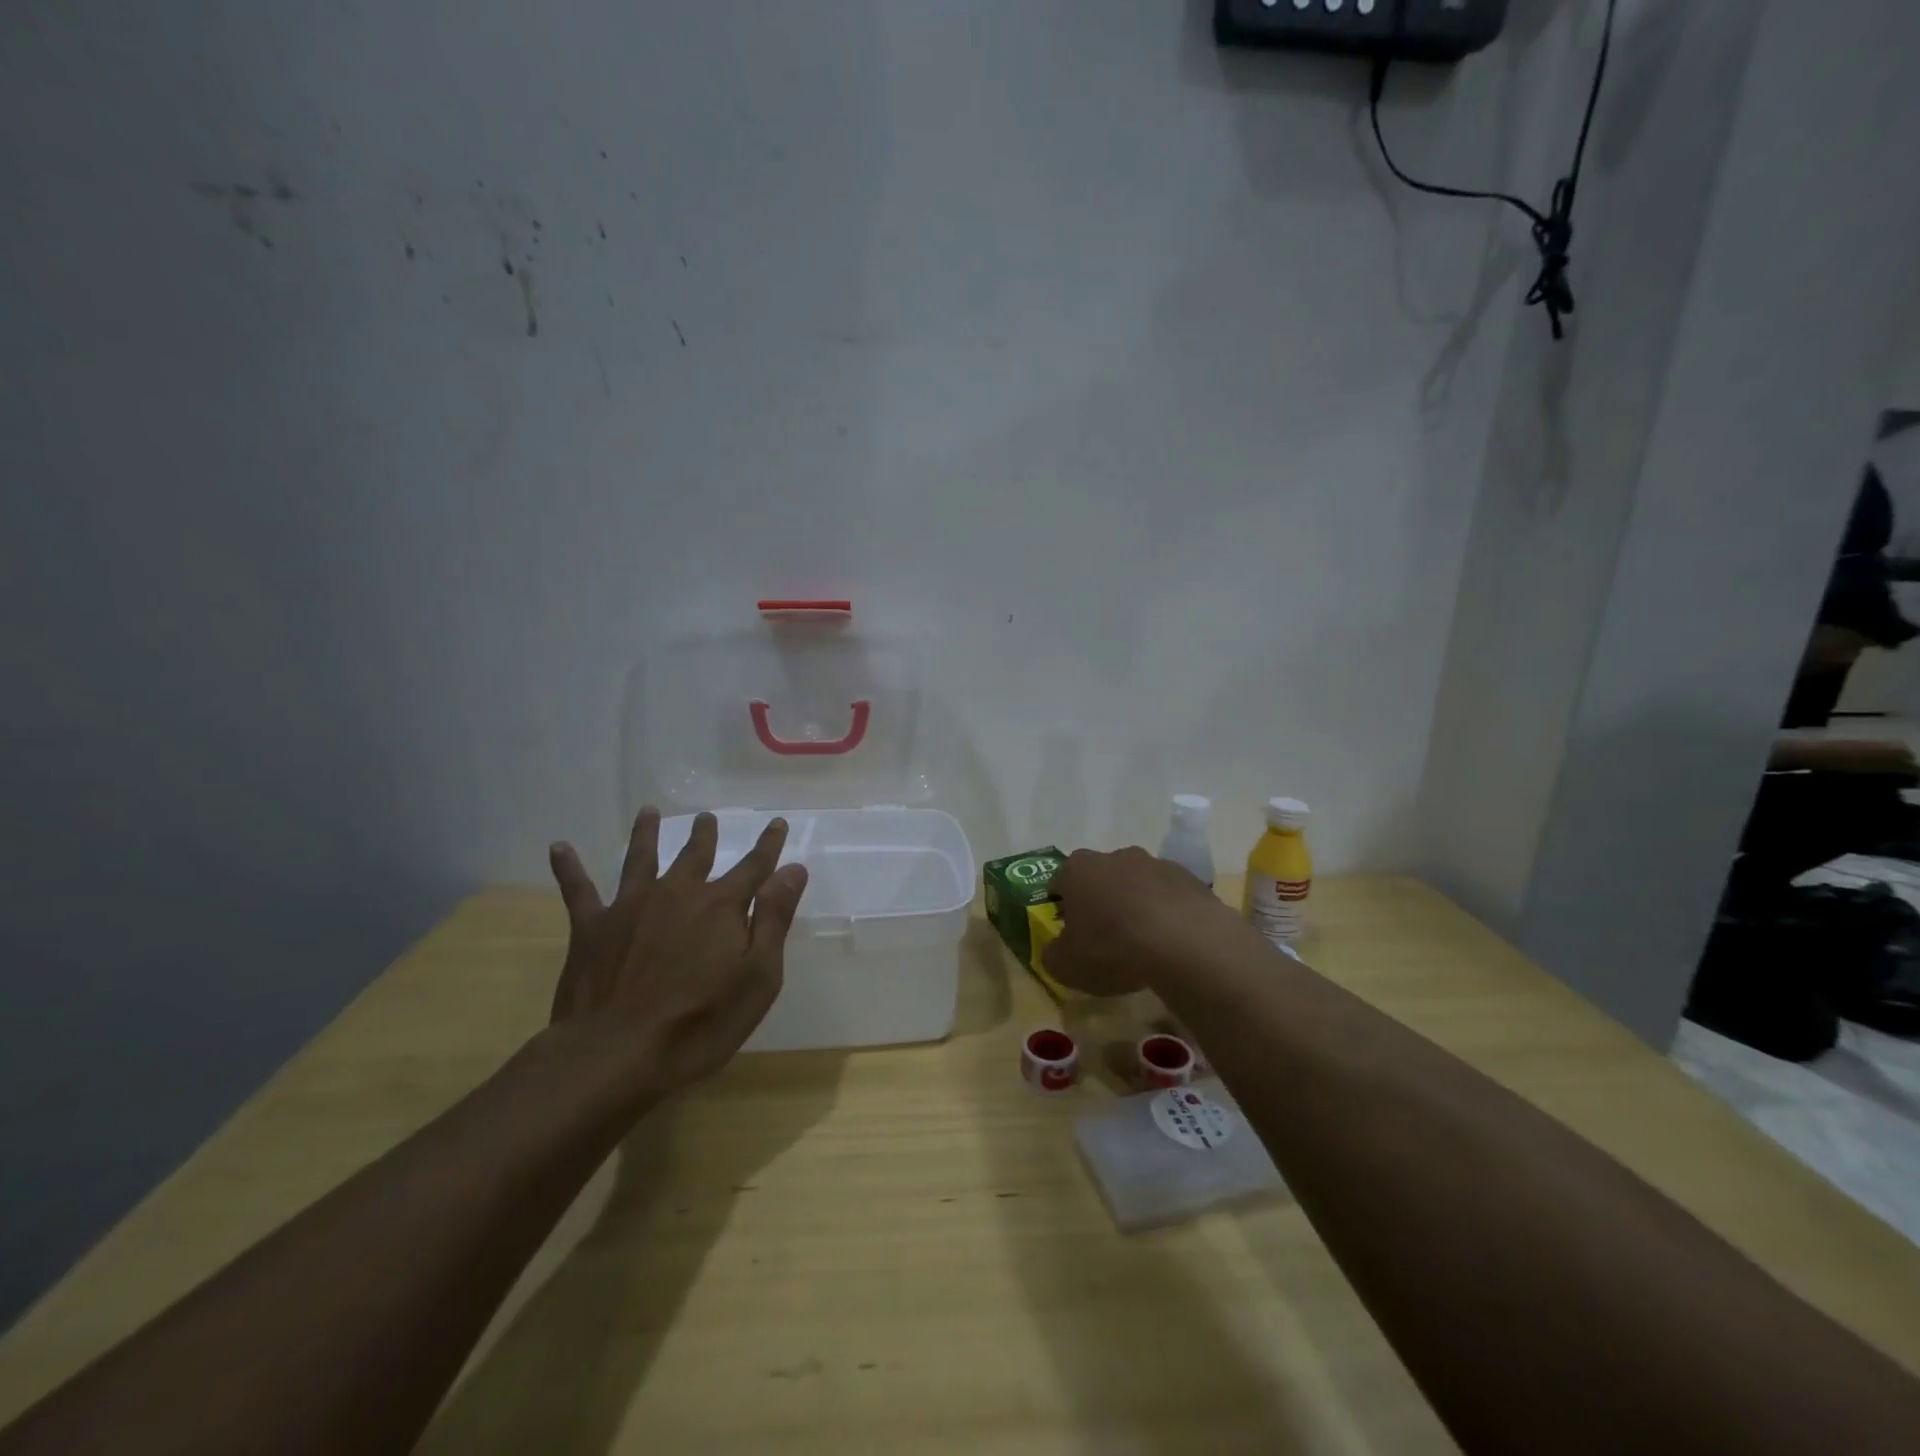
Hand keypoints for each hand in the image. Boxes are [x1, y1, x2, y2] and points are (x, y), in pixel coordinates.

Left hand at [546, 808, 808, 1091]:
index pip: (753, 867)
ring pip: (641, 858)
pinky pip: (578, 890)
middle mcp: (677, 893)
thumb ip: (775, 919)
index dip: (768, 845)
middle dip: (705, 835)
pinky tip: (559, 847)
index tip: (777, 823)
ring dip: (646, 834)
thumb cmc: (700, 1023)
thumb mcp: (758, 977)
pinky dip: (569, 867)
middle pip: (695, 855)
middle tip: (707, 817)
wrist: (616, 1054)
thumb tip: (794, 869)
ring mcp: (631, 906)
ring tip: (649, 811)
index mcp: (721, 906)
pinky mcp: (592, 928)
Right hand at [1046, 845, 1239, 996]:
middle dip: (1100, 900)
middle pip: (1100, 876)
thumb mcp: (1066, 966)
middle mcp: (1115, 857)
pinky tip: (1171, 941)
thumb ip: (1053, 954)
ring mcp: (1155, 863)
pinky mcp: (1190, 878)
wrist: (1186, 944)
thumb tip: (1057, 949)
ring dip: (1135, 904)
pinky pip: (1169, 895)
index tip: (1068, 930)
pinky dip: (1166, 912)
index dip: (1061, 905)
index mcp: (1078, 870)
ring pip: (1137, 883)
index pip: (1059, 881)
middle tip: (1104, 936)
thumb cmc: (1113, 949)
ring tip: (1142, 941)